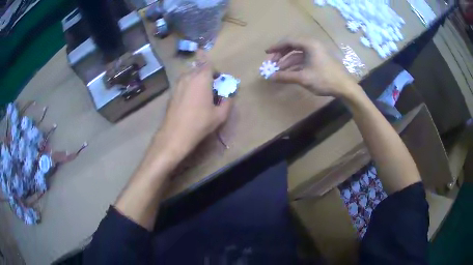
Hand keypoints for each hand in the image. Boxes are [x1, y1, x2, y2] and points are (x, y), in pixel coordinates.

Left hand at [160, 51, 232, 156]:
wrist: (175, 134)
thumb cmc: (200, 123)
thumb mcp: (220, 115)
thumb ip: (228, 101)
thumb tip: (229, 95)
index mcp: (201, 78)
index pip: (207, 63)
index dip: (214, 69)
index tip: (217, 79)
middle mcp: (188, 77)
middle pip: (199, 69)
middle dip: (206, 75)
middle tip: (212, 89)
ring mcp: (178, 84)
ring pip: (190, 76)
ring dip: (197, 81)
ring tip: (201, 96)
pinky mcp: (172, 92)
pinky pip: (184, 84)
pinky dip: (189, 87)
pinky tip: (191, 102)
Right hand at [266, 38, 359, 97]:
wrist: (345, 87)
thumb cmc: (325, 79)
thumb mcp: (303, 78)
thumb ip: (285, 76)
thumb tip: (269, 77)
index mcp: (309, 44)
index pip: (288, 41)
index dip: (276, 47)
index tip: (266, 53)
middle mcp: (312, 45)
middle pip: (292, 46)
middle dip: (281, 55)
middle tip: (272, 64)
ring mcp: (317, 52)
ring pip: (298, 54)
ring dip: (287, 62)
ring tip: (279, 71)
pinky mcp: (319, 60)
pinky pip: (304, 59)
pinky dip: (295, 65)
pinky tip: (289, 73)